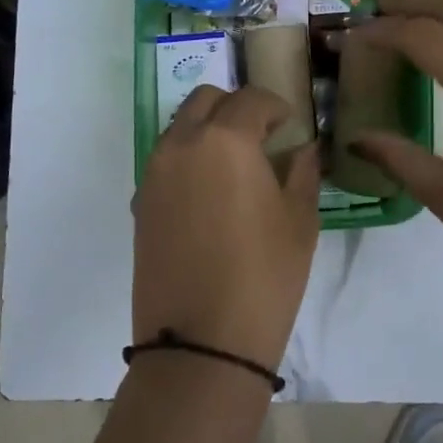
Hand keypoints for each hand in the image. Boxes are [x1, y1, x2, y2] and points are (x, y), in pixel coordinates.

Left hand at [133, 86, 321, 371]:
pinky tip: (209, 195)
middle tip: (261, 136)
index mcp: (225, 140)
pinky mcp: (140, 204)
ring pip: (179, 128)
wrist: (200, 343)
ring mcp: (154, 174)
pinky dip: (187, 160)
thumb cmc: (264, 277)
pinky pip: (165, 161)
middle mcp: (181, 145)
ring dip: (207, 131)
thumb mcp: (299, 222)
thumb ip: (303, 172)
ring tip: (235, 165)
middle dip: (235, 107)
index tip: (290, 125)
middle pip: (205, 100)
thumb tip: (303, 149)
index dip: (275, 106)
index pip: (250, 99)